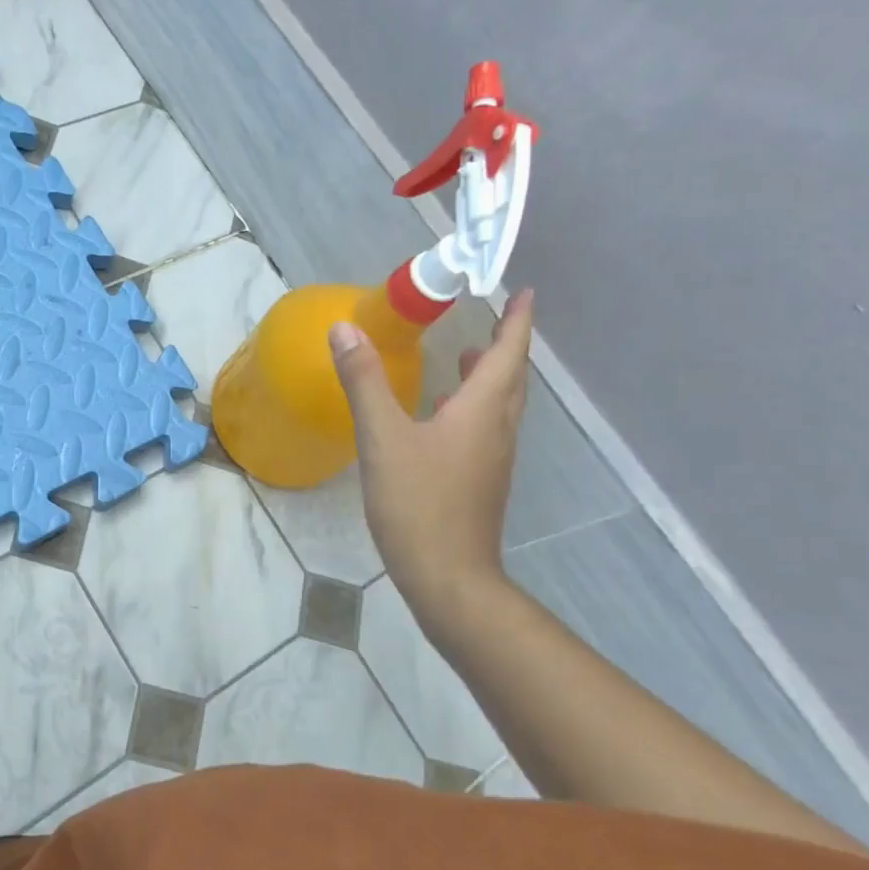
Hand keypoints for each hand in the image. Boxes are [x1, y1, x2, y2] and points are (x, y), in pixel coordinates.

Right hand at [329, 291, 534, 607]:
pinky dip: (472, 406)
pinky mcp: (480, 482)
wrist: (447, 577)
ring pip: (499, 405)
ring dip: (488, 376)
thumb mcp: (383, 438)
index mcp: (482, 411)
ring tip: (466, 356)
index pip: (508, 353)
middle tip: (494, 317)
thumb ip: (364, 382)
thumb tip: (345, 329)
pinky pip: (485, 429)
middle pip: (510, 377)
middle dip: (504, 344)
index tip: (524, 292)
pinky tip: (442, 415)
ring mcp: (492, 460)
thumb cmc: (418, 503)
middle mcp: (497, 430)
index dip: (517, 321)